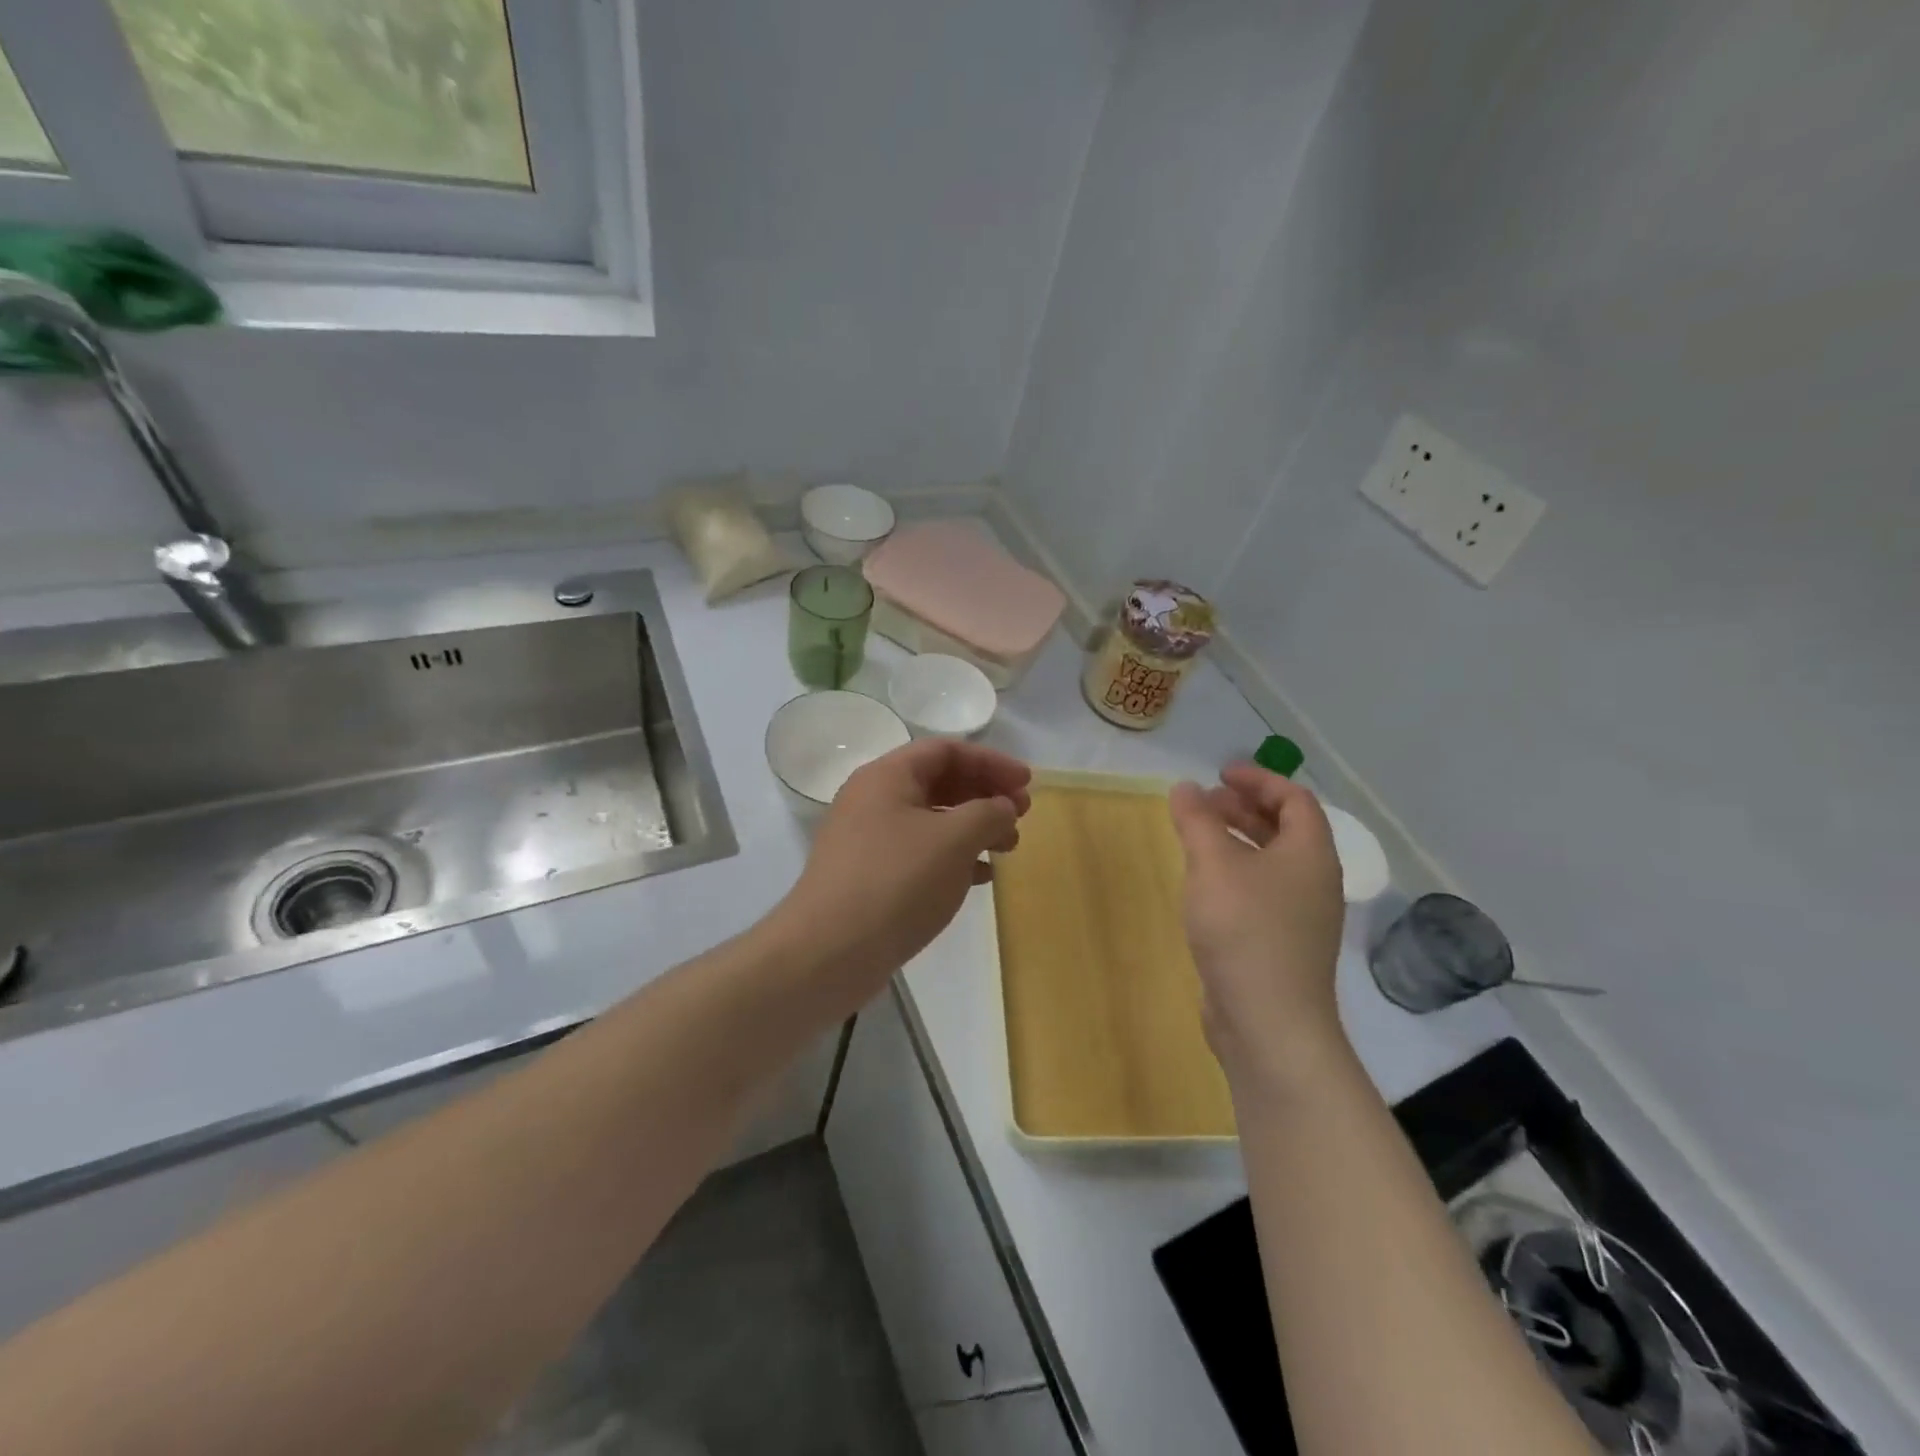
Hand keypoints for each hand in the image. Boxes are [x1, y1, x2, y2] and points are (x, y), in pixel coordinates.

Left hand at [778, 738, 1030, 1004]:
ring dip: (974, 827)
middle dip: (985, 794)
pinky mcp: (870, 875)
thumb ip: (988, 813)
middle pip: (939, 782)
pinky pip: (920, 851)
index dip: (991, 761)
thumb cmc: (897, 882)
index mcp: (887, 776)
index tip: (1027, 783)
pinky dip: (954, 856)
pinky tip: (981, 876)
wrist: (829, 952)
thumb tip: (1002, 808)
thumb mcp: (954, 840)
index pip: (946, 750)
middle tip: (1022, 815)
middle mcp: (873, 799)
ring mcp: (868, 838)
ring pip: (932, 819)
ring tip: (1008, 848)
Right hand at [1169, 764, 1347, 1092]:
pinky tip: (1205, 884)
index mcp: (1310, 854)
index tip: (1220, 773)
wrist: (1269, 1021)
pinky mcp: (1282, 944)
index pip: (1295, 799)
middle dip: (1245, 808)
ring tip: (1199, 836)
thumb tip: (1185, 787)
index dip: (1259, 779)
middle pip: (1285, 829)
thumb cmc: (1245, 929)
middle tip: (1205, 801)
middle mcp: (1314, 881)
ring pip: (1272, 862)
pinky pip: (1262, 891)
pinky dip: (1237, 873)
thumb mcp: (1213, 865)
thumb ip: (1197, 820)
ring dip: (1238, 840)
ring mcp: (1301, 916)